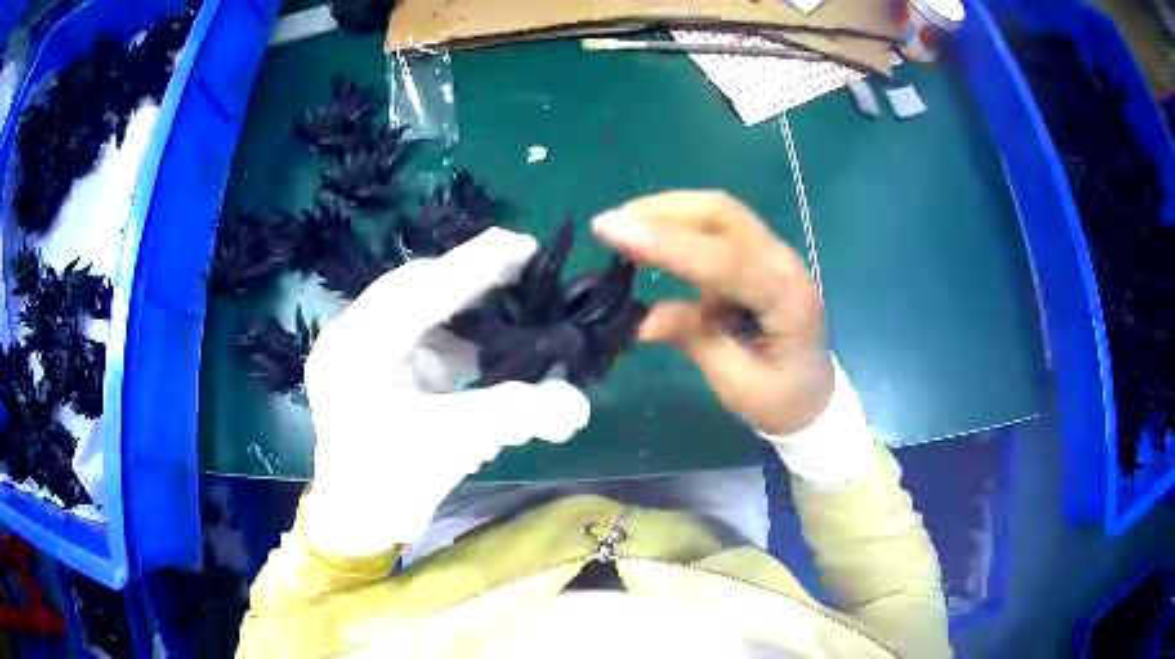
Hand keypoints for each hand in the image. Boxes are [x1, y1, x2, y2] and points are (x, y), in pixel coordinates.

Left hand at [302, 229, 590, 556]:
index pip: (420, 291)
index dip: (475, 265)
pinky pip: (424, 337)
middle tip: (525, 270)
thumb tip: (579, 402)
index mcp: (356, 349)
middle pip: (417, 290)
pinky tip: (493, 343)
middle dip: (471, 280)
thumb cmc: (390, 486)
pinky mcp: (379, 369)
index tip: (526, 245)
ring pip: (422, 311)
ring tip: (515, 303)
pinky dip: (460, 338)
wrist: (359, 523)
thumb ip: (516, 414)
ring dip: (467, 309)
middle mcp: (352, 338)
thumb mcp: (453, 445)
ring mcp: (363, 352)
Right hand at [592, 191, 833, 435]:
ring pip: (718, 211)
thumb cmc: (781, 400)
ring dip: (667, 211)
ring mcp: (774, 253)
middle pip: (722, 213)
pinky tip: (649, 235)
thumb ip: (696, 341)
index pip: (725, 259)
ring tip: (621, 227)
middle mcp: (783, 263)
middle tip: (610, 226)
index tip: (613, 232)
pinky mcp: (758, 254)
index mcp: (787, 299)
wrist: (816, 396)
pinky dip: (678, 223)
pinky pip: (716, 225)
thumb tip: (640, 319)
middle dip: (662, 211)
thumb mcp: (737, 384)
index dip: (667, 243)